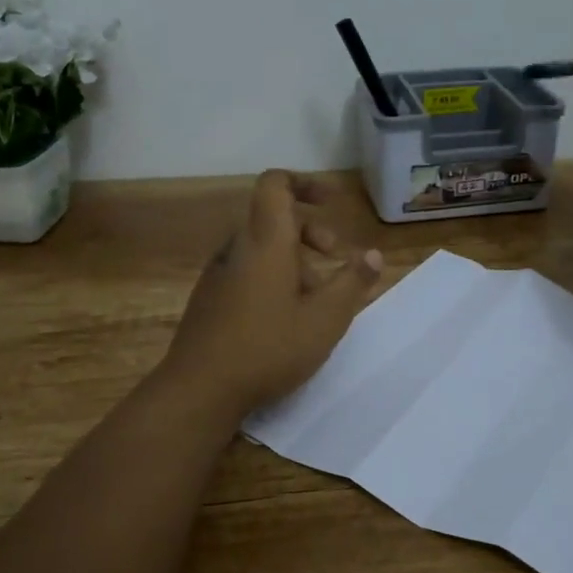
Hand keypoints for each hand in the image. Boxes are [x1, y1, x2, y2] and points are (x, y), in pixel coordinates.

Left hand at [161, 170, 383, 417]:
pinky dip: (273, 277)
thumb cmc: (268, 348)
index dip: (304, 182)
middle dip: (309, 229)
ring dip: (294, 259)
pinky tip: (286, 318)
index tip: (332, 201)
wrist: (199, 390)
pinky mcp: (210, 300)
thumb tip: (373, 254)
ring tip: (317, 296)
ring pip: (261, 248)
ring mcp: (218, 275)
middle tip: (335, 256)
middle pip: (272, 217)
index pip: (275, 185)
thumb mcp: (325, 319)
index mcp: (265, 242)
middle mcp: (237, 249)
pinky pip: (246, 271)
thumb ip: (353, 282)